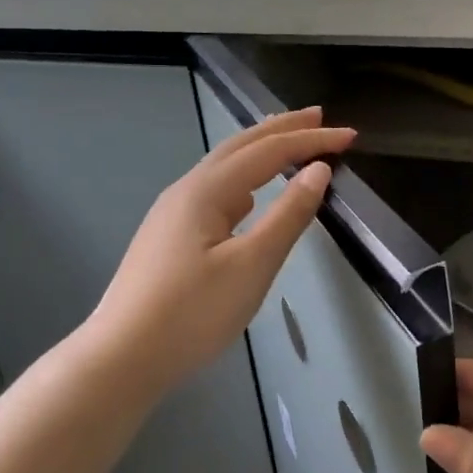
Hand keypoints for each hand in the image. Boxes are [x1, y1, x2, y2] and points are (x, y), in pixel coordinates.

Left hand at [87, 107, 354, 395]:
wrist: (123, 356)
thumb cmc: (193, 312)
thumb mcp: (252, 265)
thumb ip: (288, 215)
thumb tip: (318, 170)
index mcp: (206, 190)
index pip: (268, 151)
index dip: (310, 140)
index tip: (349, 136)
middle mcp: (186, 191)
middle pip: (239, 146)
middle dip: (281, 129)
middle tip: (318, 116)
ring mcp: (172, 214)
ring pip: (223, 168)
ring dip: (260, 150)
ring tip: (288, 143)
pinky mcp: (169, 237)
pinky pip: (214, 192)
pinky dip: (244, 179)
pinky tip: (249, 197)